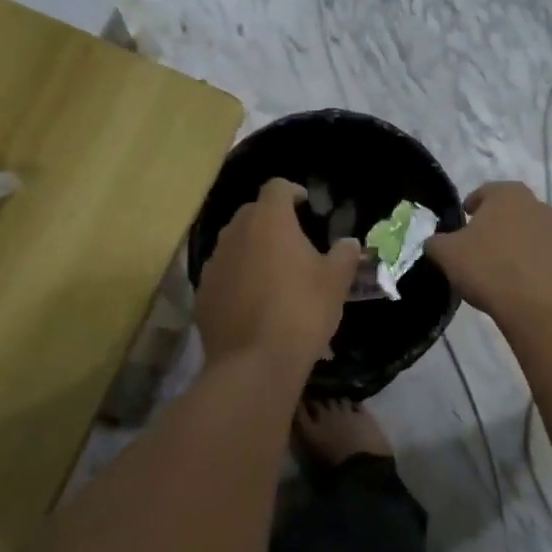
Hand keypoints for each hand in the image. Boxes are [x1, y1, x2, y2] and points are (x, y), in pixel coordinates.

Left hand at [195, 179, 360, 370]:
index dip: (293, 192)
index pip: (277, 187)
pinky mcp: (202, 293)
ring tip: (272, 273)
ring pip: (234, 244)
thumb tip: (348, 242)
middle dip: (271, 221)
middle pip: (252, 213)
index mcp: (269, 221)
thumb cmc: (302, 311)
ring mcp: (214, 263)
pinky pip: (222, 274)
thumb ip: (344, 255)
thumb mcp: (336, 282)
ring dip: (252, 250)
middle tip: (293, 241)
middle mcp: (235, 233)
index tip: (306, 205)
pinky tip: (253, 302)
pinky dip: (237, 279)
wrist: (254, 363)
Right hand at [427, 182, 551, 322]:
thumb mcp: (446, 253)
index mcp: (507, 193)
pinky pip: (540, 255)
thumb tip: (436, 242)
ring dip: (512, 244)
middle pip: (508, 211)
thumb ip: (435, 242)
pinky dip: (527, 263)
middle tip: (475, 246)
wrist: (538, 306)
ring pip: (526, 232)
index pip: (483, 193)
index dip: (469, 208)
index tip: (459, 227)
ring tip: (495, 267)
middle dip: (492, 225)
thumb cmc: (488, 268)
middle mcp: (536, 204)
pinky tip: (515, 283)